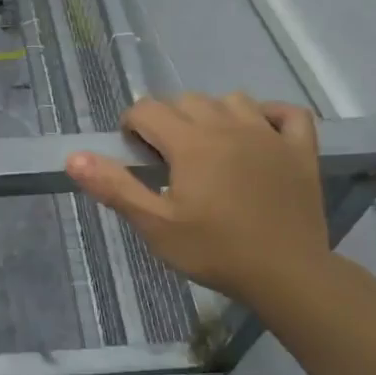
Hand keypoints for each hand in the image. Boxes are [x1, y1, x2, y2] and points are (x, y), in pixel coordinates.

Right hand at [66, 93, 330, 313]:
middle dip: (168, 119)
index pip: (147, 109)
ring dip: (214, 113)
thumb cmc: (215, 251)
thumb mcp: (155, 225)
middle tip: (167, 158)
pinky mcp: (300, 150)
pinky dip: (272, 115)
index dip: (132, 126)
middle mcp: (228, 126)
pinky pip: (288, 113)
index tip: (134, 155)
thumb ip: (115, 187)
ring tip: (209, 146)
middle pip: (187, 100)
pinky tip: (261, 133)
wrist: (287, 275)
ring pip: (233, 99)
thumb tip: (74, 157)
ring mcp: (269, 135)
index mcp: (190, 142)